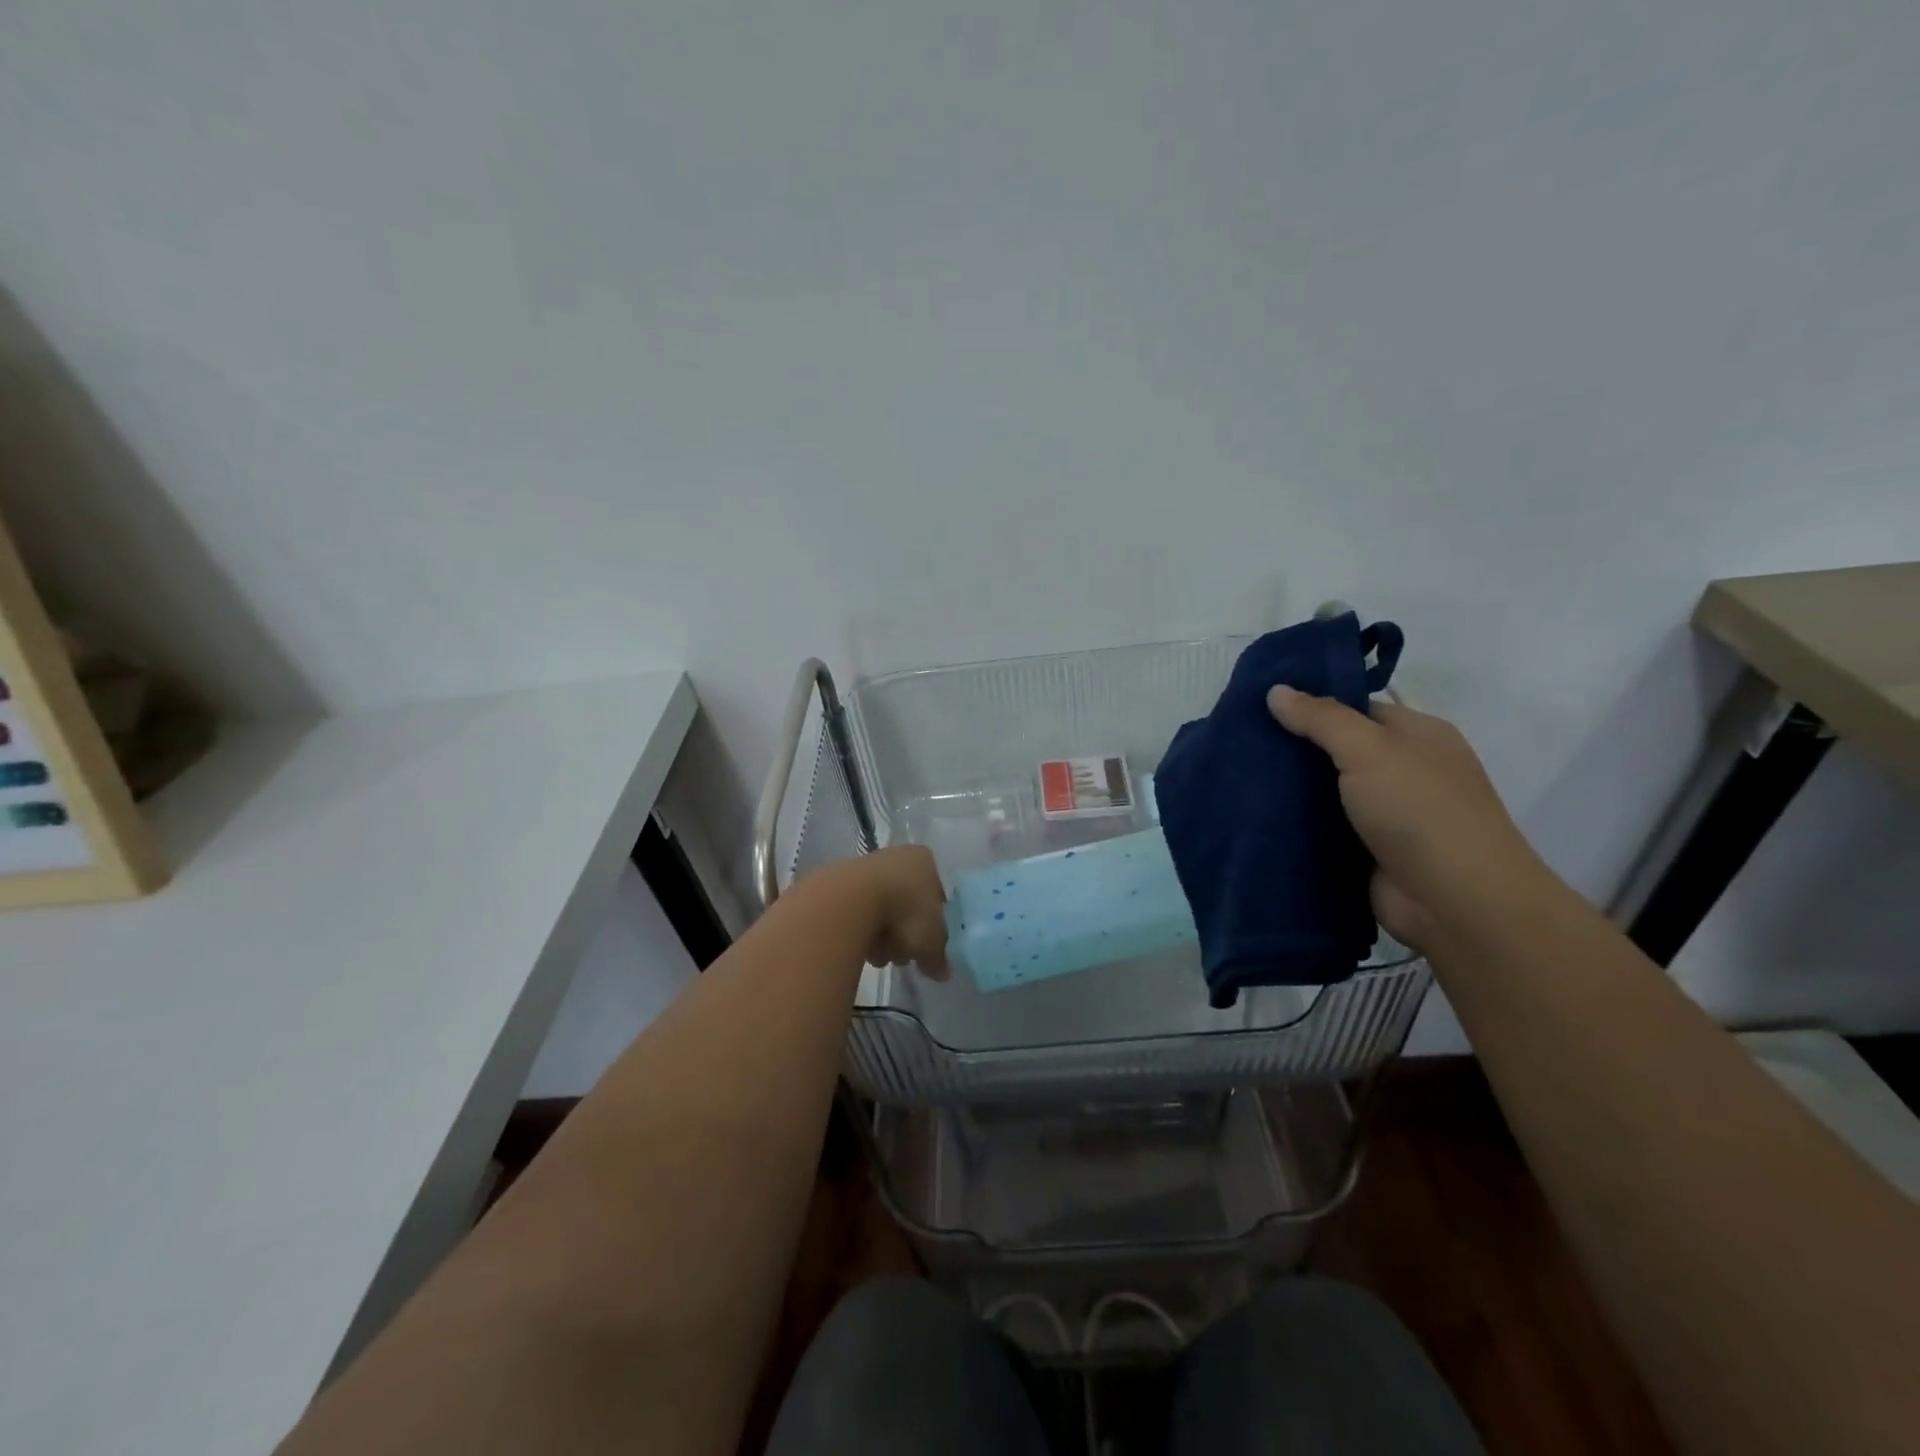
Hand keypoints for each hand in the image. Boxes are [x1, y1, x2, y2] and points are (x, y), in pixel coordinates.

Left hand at [839, 845, 950, 978]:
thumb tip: (941, 971)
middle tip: (902, 955)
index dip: (932, 926)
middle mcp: (897, 857)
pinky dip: (861, 933)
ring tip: (878, 955)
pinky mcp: (839, 884)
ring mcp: (866, 867)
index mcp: (924, 861)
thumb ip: (939, 957)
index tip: (926, 946)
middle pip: (907, 906)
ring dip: (882, 938)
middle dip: (904, 935)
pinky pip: (858, 915)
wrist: (850, 902)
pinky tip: (858, 947)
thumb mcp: (932, 942)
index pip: (936, 897)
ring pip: (882, 913)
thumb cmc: (905, 912)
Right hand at [1267, 687, 1551, 950]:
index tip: (1261, 707)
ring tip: (1235, 777)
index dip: (1311, 706)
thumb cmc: (1420, 810)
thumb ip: (1321, 719)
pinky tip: (1253, 816)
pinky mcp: (1366, 852)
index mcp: (1417, 736)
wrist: (1455, 902)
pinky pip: (1322, 829)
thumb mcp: (1370, 749)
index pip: (1356, 709)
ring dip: (1289, 790)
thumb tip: (1276, 690)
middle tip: (1239, 742)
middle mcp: (1403, 771)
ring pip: (1325, 792)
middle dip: (1293, 749)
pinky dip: (1294, 825)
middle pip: (1337, 750)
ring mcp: (1385, 815)